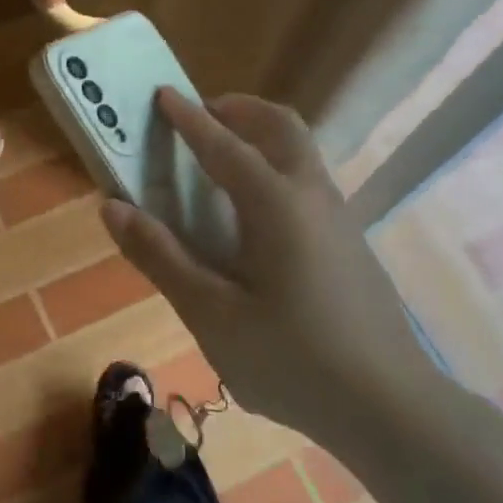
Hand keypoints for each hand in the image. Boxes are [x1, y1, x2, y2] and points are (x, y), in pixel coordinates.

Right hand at [101, 89, 436, 445]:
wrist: (390, 408)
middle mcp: (312, 197)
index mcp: (276, 205)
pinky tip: (254, 216)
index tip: (163, 94)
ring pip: (301, 152)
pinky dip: (275, 167)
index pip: (224, 146)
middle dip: (238, 111)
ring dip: (260, 136)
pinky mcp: (349, 245)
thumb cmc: (291, 360)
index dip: (189, 119)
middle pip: (281, 127)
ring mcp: (339, 219)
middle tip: (200, 117)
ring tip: (220, 159)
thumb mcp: (211, 314)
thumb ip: (161, 256)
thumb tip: (113, 208)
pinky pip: (307, 182)